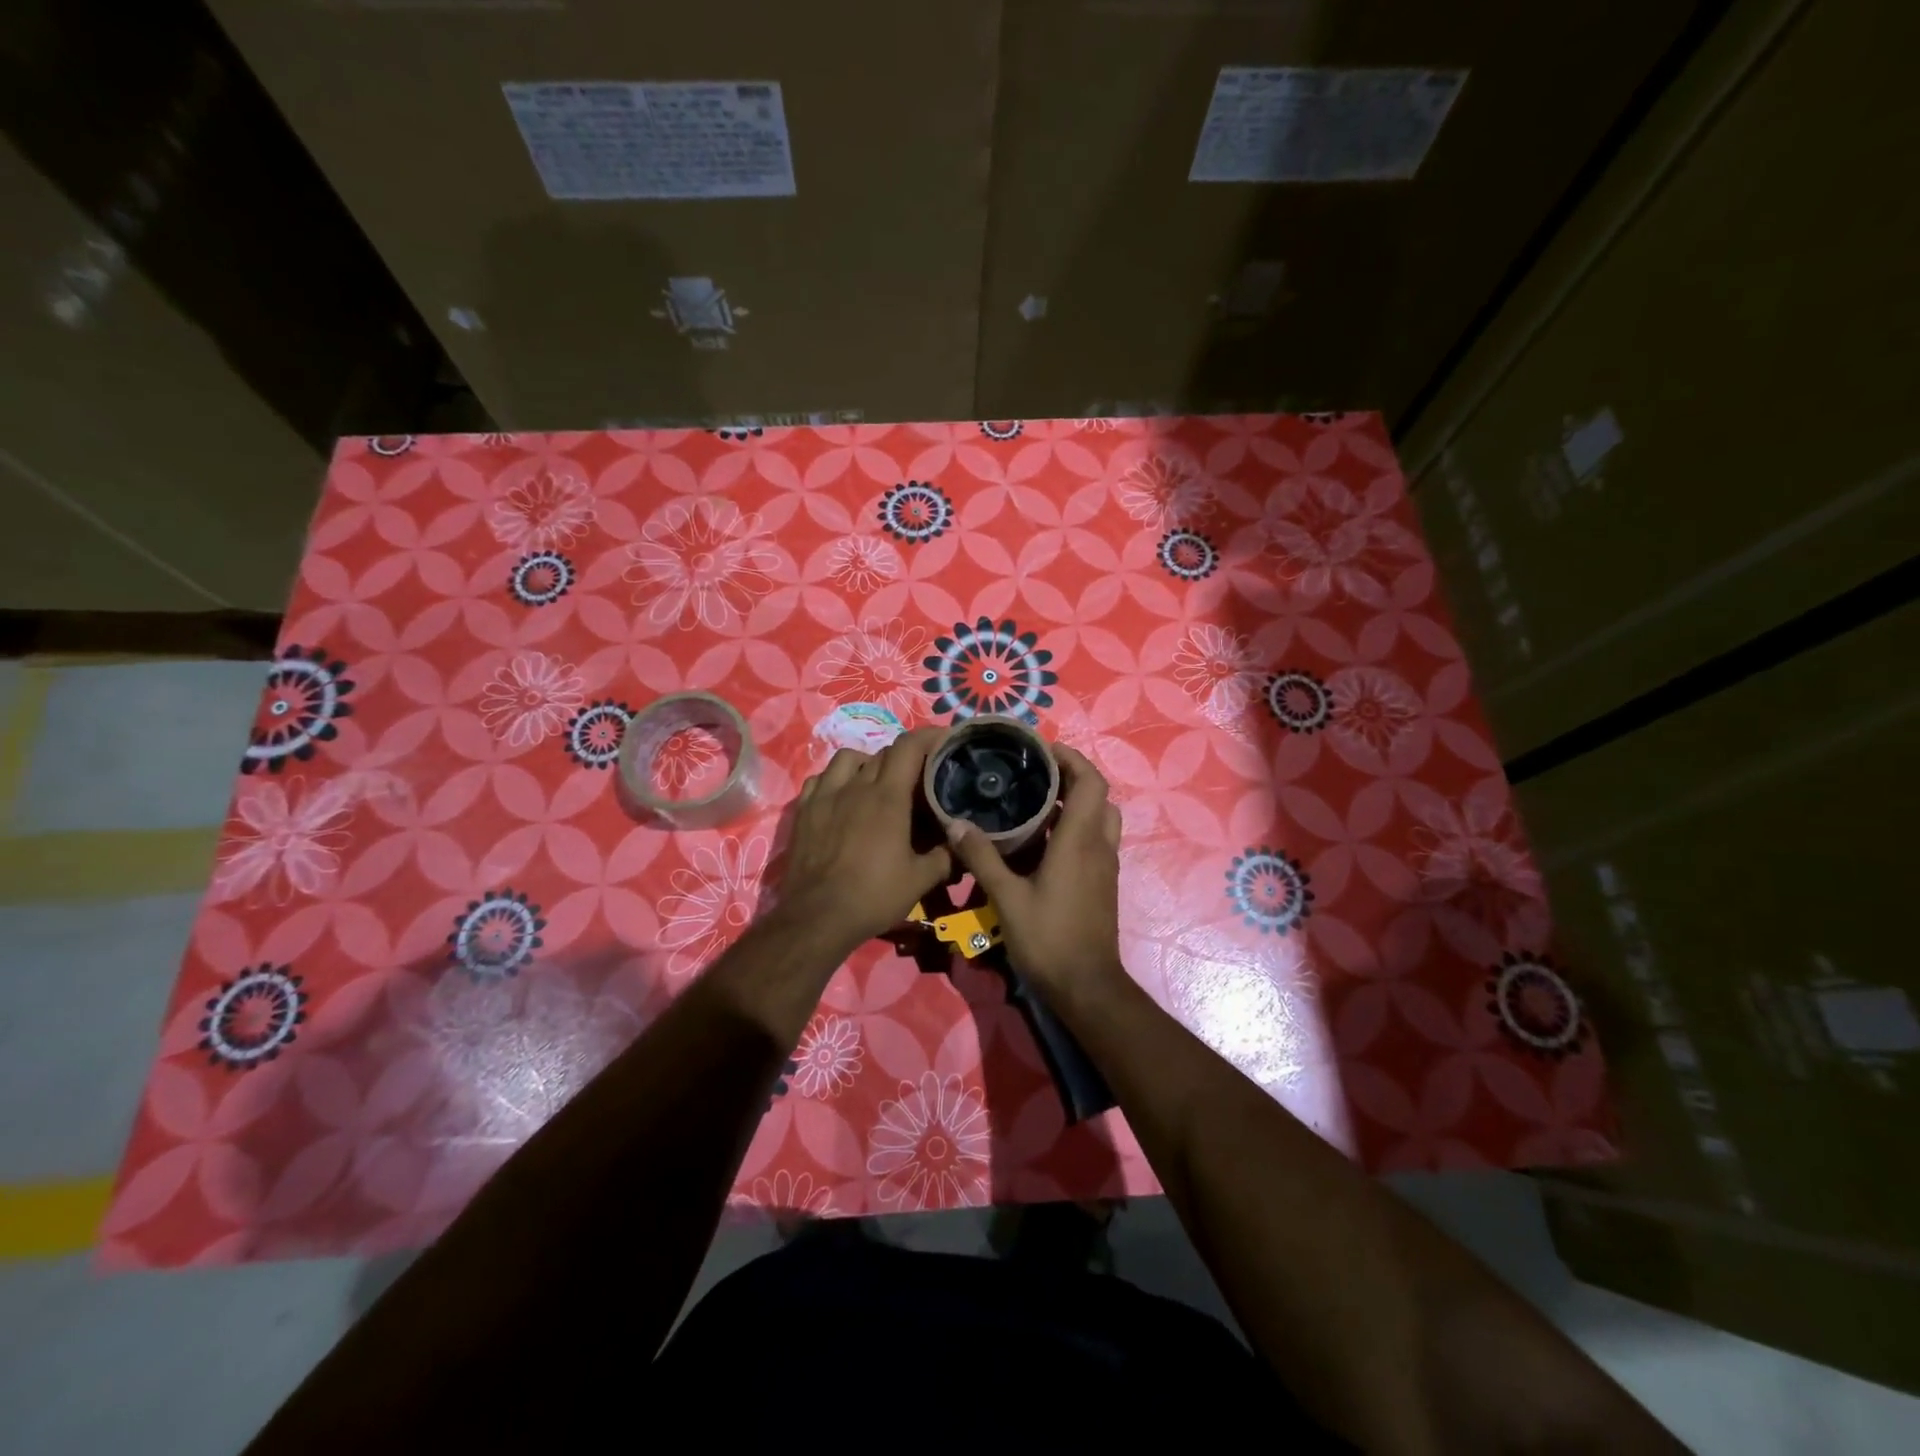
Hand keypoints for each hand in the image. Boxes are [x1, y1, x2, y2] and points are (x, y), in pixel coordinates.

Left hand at [777, 727, 952, 951]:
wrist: (817, 917)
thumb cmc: (873, 896)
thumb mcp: (920, 880)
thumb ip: (945, 856)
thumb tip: (962, 842)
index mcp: (887, 797)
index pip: (909, 747)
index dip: (929, 736)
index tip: (945, 738)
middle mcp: (855, 786)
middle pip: (882, 752)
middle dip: (905, 754)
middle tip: (919, 771)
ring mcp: (825, 796)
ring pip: (847, 758)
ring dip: (867, 760)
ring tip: (876, 779)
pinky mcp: (804, 811)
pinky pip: (820, 778)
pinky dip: (835, 778)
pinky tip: (841, 795)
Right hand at [944, 744, 1124, 1003]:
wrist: (1086, 987)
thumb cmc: (1048, 939)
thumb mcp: (1007, 897)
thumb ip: (982, 857)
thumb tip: (956, 823)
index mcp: (1079, 841)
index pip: (1091, 781)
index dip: (1071, 758)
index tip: (1042, 750)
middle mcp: (1098, 846)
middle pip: (1098, 796)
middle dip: (1071, 777)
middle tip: (1034, 775)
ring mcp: (1103, 866)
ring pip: (1100, 818)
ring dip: (1076, 803)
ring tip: (1036, 803)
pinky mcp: (1101, 883)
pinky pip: (1094, 841)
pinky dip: (1075, 828)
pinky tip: (1040, 841)